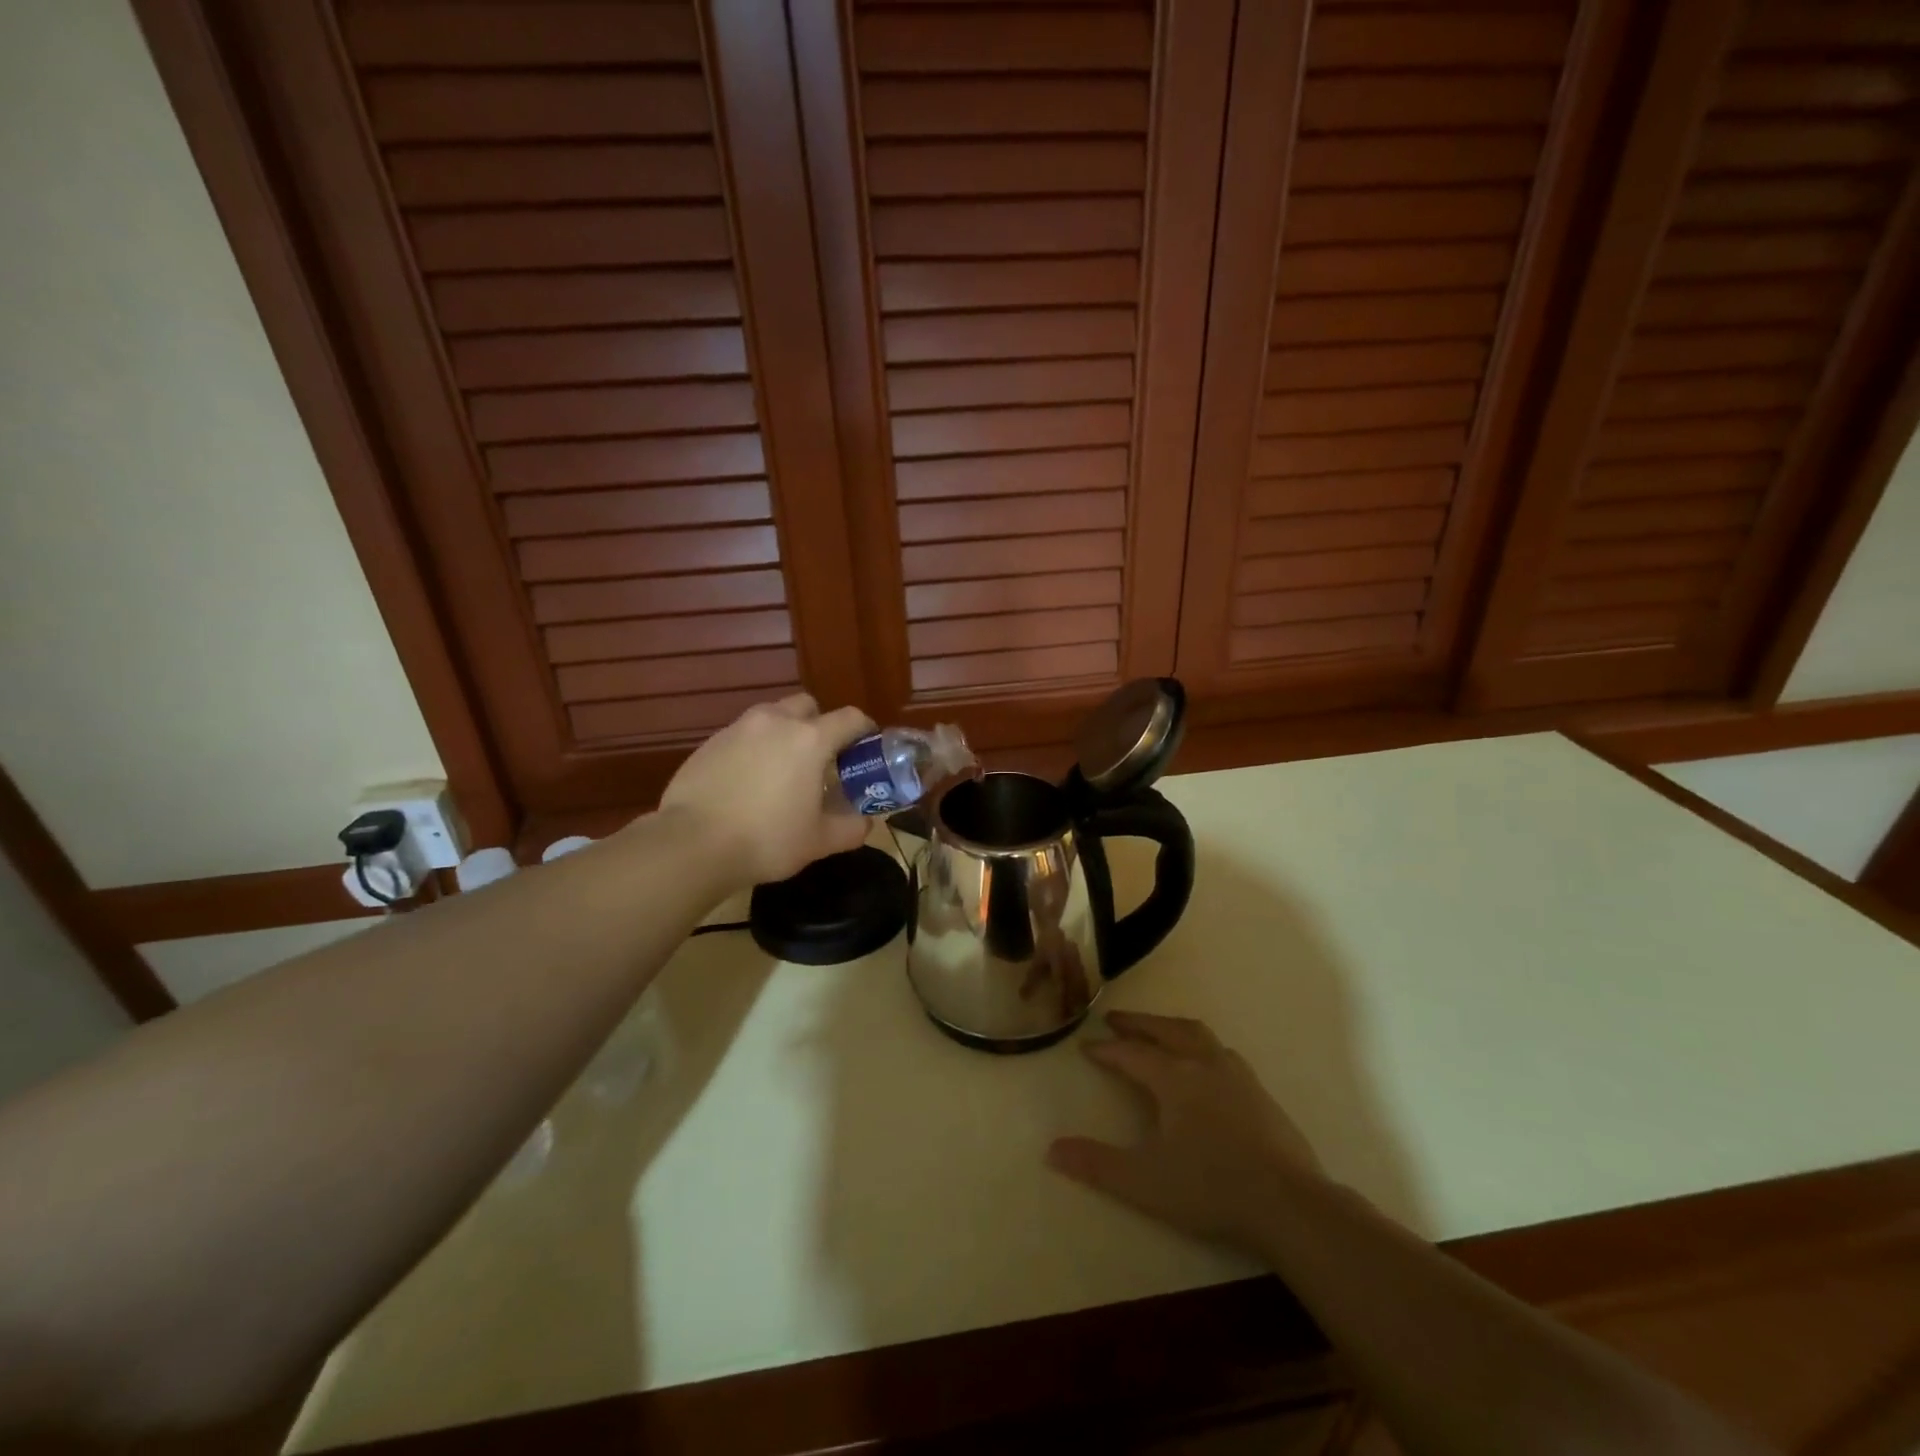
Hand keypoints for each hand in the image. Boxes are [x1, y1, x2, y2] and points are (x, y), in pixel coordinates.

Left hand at [657, 693, 874, 888]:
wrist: (692, 844)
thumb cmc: (767, 839)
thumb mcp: (820, 841)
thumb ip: (851, 828)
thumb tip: (865, 822)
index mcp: (811, 739)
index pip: (851, 718)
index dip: (864, 731)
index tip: (865, 750)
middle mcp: (776, 722)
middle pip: (808, 706)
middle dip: (819, 725)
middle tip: (820, 760)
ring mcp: (739, 728)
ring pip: (772, 717)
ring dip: (785, 734)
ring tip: (782, 771)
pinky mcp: (710, 742)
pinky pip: (743, 735)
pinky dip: (754, 749)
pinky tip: (748, 783)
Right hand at [1046, 1012, 1323, 1250]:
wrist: (1290, 1205)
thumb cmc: (1212, 1189)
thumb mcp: (1145, 1182)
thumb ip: (1097, 1164)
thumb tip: (1051, 1149)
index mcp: (1174, 1078)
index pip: (1131, 1054)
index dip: (1106, 1050)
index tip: (1086, 1046)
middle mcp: (1204, 1064)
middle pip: (1165, 1030)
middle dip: (1137, 1024)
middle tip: (1115, 1019)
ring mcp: (1236, 1075)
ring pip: (1197, 1034)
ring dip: (1170, 1027)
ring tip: (1157, 1031)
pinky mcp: (1260, 1092)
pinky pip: (1221, 1052)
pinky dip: (1200, 1046)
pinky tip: (1205, 1065)